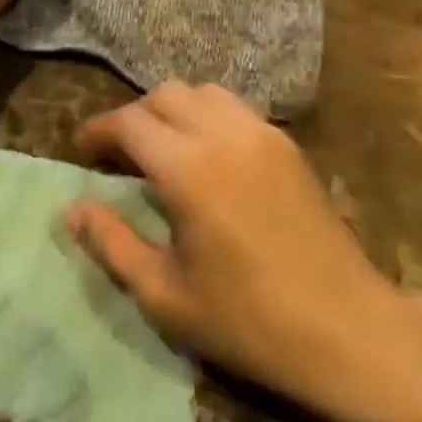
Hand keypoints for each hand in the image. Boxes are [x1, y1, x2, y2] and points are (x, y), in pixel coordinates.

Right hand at [67, 83, 421, 421]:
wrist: (349, 330)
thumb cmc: (249, 321)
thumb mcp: (165, 295)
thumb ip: (111, 243)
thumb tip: (71, 209)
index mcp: (188, 168)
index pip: (129, 122)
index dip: (98, 130)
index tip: (82, 150)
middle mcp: (224, 134)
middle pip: (165, 94)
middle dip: (134, 115)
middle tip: (120, 154)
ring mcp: (263, 134)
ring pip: (204, 92)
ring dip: (174, 110)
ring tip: (164, 149)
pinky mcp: (289, 145)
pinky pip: (236, 108)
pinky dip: (209, 116)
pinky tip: (208, 156)